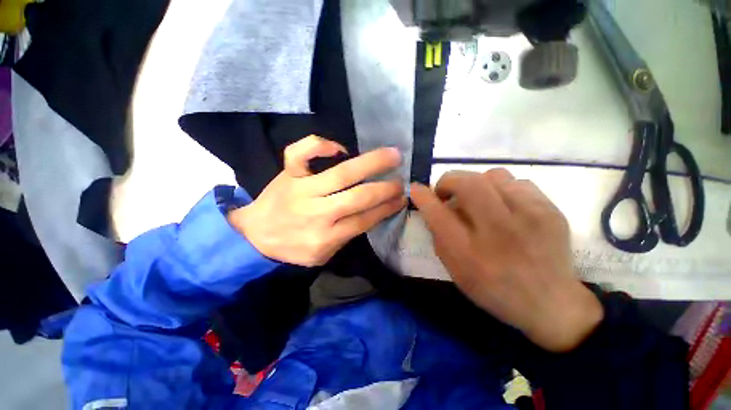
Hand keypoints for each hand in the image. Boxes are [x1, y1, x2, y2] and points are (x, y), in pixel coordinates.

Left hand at [228, 135, 405, 266]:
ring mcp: (301, 190)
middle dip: (385, 188)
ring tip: (392, 155)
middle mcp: (317, 212)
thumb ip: (348, 234)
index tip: (402, 198)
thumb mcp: (323, 254)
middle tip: (401, 179)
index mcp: (326, 237)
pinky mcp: (288, 175)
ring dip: (371, 164)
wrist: (255, 236)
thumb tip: (374, 211)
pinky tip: (339, 148)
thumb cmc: (293, 247)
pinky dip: (320, 144)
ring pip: (341, 174)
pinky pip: (301, 153)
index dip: (387, 207)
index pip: (365, 219)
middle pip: (358, 197)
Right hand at [410, 169, 602, 351]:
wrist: (551, 304)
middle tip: (446, 192)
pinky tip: (503, 206)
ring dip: (476, 183)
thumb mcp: (455, 270)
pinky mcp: (551, 211)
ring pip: (494, 176)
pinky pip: (518, 182)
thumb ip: (439, 236)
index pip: (438, 213)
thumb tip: (433, 206)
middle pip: (468, 183)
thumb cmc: (493, 289)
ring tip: (477, 200)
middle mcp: (500, 232)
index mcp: (470, 254)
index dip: (423, 196)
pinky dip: (501, 189)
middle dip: (448, 181)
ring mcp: (531, 218)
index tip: (415, 188)